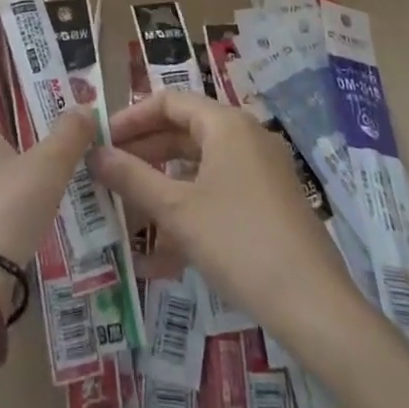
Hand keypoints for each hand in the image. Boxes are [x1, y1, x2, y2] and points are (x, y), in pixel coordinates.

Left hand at [0, 89, 96, 301]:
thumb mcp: (46, 168)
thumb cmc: (3, 210)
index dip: (40, 80)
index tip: (74, 83)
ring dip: (39, 152)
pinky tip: (56, 191)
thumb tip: (85, 106)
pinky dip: (27, 180)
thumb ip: (69, 133)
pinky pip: (2, 181)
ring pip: (8, 152)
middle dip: (46, 118)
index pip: (6, 84)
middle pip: (9, 117)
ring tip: (80, 153)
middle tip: (85, 119)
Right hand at [91, 90, 354, 335]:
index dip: (131, 117)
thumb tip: (94, 153)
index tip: (102, 141)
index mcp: (226, 124)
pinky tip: (161, 254)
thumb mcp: (176, 209)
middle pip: (184, 132)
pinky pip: (219, 193)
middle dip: (144, 154)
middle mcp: (246, 137)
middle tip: (108, 175)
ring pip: (200, 167)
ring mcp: (262, 171)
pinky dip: (189, 211)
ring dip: (162, 187)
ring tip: (128, 214)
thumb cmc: (238, 242)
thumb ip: (131, 176)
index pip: (168, 101)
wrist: (314, 305)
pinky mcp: (271, 204)